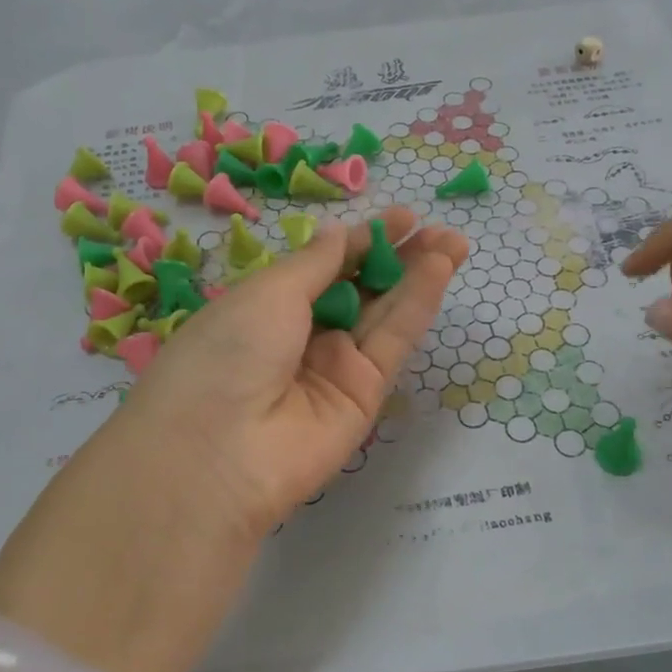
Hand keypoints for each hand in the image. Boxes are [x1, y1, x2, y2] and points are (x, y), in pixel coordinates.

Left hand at [0, 208, 468, 671]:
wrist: (219, 453)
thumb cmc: (228, 351)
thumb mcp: (268, 291)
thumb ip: (316, 263)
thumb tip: (342, 235)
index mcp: (266, 307)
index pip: (324, 267)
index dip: (362, 242)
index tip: (402, 218)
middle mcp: (301, 337)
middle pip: (359, 290)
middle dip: (398, 257)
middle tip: (437, 228)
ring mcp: (334, 369)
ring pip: (382, 314)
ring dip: (416, 276)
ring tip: (453, 242)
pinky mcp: (364, 398)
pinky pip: (391, 343)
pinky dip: (416, 306)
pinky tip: (438, 270)